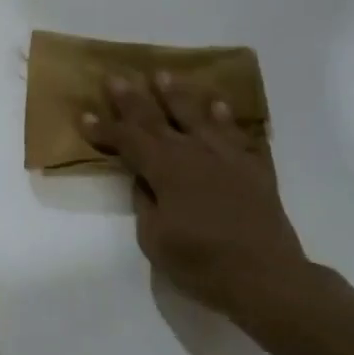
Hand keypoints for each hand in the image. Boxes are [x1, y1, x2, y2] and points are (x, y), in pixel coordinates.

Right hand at [82, 73, 307, 313]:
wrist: (268, 279)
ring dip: (177, 95)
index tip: (85, 115)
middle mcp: (192, 152)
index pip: (127, 140)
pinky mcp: (253, 168)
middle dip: (132, 98)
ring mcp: (226, 156)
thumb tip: (144, 181)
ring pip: (196, 116)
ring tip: (163, 75)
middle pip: (155, 119)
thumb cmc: (203, 263)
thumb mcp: (155, 240)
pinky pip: (237, 135)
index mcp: (164, 169)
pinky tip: (218, 105)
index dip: (104, 129)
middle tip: (115, 77)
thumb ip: (145, 203)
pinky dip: (226, 119)